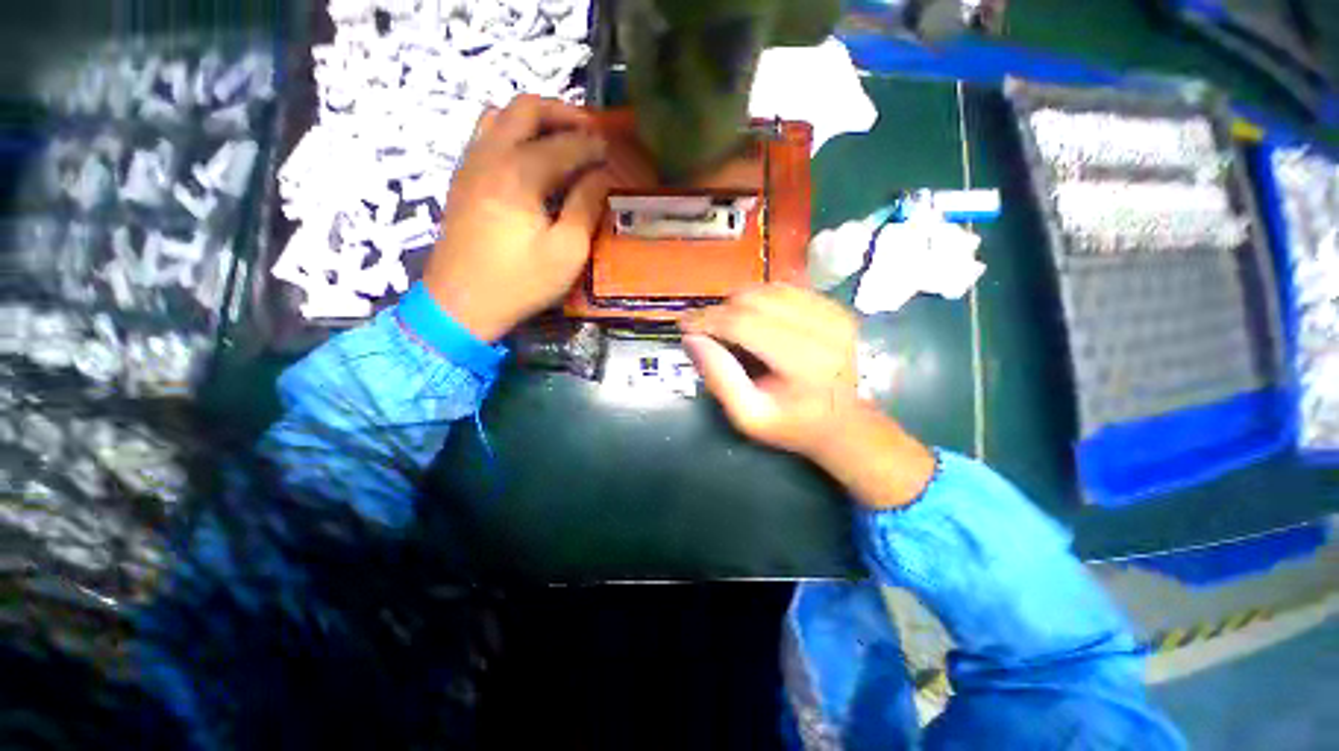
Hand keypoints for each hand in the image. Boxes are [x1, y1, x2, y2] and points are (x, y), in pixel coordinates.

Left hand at [423, 95, 610, 341]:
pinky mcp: (462, 179)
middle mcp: (490, 155)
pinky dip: (513, 133)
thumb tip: (602, 176)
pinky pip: (486, 135)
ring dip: (535, 119)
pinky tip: (530, 159)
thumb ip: (586, 207)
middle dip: (563, 113)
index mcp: (520, 174)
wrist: (461, 304)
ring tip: (561, 140)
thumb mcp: (566, 252)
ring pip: (500, 115)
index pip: (565, 144)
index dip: (594, 145)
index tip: (615, 152)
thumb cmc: (520, 282)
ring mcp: (470, 164)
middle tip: (590, 131)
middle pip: (526, 108)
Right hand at [681, 284, 934, 508]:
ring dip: (740, 302)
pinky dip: (762, 299)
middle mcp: (823, 327)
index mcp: (803, 360)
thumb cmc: (793, 425)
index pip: (742, 322)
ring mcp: (833, 312)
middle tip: (706, 329)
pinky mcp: (835, 306)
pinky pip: (786, 288)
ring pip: (768, 288)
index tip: (684, 324)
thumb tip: (691, 338)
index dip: (707, 319)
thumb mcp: (748, 416)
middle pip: (754, 299)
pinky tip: (755, 318)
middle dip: (721, 310)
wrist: (845, 423)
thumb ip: (718, 377)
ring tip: (729, 325)